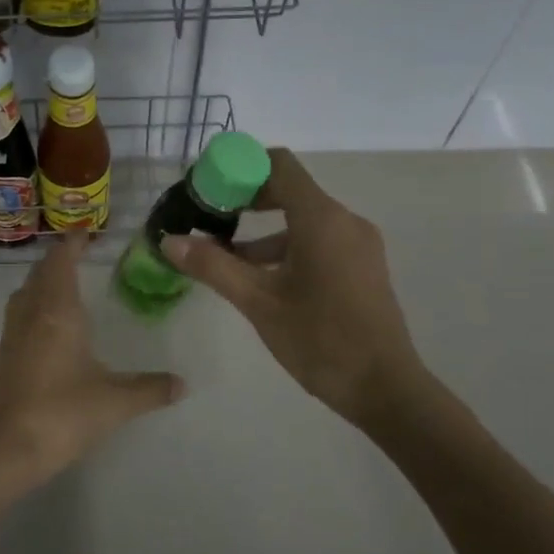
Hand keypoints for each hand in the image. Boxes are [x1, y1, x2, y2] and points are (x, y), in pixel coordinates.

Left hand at [0, 231, 184, 492]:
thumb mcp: (115, 402)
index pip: (61, 262)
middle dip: (58, 260)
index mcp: (57, 312)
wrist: (3, 451)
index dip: (72, 244)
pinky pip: (19, 317)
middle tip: (80, 256)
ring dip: (42, 282)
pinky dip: (35, 307)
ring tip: (65, 286)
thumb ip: (150, 388)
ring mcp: (12, 337)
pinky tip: (51, 329)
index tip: (87, 233)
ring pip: (25, 294)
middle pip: (39, 273)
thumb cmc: (61, 414)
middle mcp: (30, 315)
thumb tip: (183, 384)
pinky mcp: (3, 359)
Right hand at [160, 148, 421, 425]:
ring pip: (303, 219)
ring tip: (224, 256)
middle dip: (246, 200)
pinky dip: (287, 247)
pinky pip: (319, 240)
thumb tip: (169, 241)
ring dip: (264, 231)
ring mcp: (358, 243)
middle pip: (290, 189)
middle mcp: (344, 220)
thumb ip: (213, 266)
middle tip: (209, 218)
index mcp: (321, 218)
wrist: (384, 388)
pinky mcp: (362, 265)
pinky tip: (261, 278)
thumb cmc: (319, 339)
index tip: (208, 189)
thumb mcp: (258, 302)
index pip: (279, 164)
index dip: (240, 169)